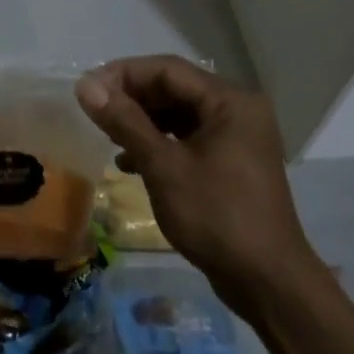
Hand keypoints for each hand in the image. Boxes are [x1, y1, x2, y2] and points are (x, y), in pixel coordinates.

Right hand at [77, 56, 315, 317]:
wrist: (268, 283)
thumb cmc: (217, 217)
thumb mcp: (164, 167)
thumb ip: (125, 122)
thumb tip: (85, 86)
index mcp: (230, 101)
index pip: (168, 69)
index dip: (123, 74)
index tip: (87, 89)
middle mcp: (238, 110)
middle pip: (175, 89)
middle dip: (132, 98)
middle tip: (93, 111)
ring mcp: (237, 137)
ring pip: (179, 114)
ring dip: (142, 122)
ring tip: (106, 135)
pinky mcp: (232, 163)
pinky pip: (189, 138)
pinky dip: (159, 144)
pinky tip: (129, 162)